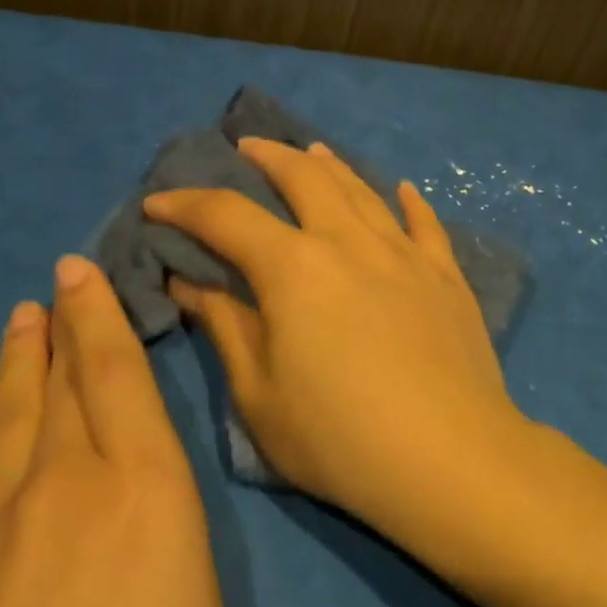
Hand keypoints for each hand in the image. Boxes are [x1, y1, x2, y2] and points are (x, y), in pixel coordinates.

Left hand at [0, 256, 223, 606]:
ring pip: (7, 411)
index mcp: (144, 485)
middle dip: (59, 324)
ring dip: (14, 360)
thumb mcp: (200, 606)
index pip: (119, 374)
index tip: (83, 271)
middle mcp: (66, 477)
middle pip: (62, 381)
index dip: (100, 314)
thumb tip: (142, 490)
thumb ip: (168, 525)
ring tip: (17, 317)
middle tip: (53, 281)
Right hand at [143, 138, 527, 530]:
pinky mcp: (446, 275)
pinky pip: (425, 223)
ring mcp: (404, 253)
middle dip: (268, 156)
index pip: (226, 216)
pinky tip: (403, 189)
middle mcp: (349, 241)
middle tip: (247, 147)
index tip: (157, 202)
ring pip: (362, 189)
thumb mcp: (259, 394)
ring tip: (313, 150)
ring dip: (330, 165)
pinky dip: (409, 201)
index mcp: (293, 267)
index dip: (185, 204)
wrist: (449, 459)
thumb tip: (189, 281)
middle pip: (304, 177)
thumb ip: (224, 327)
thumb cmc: (339, 439)